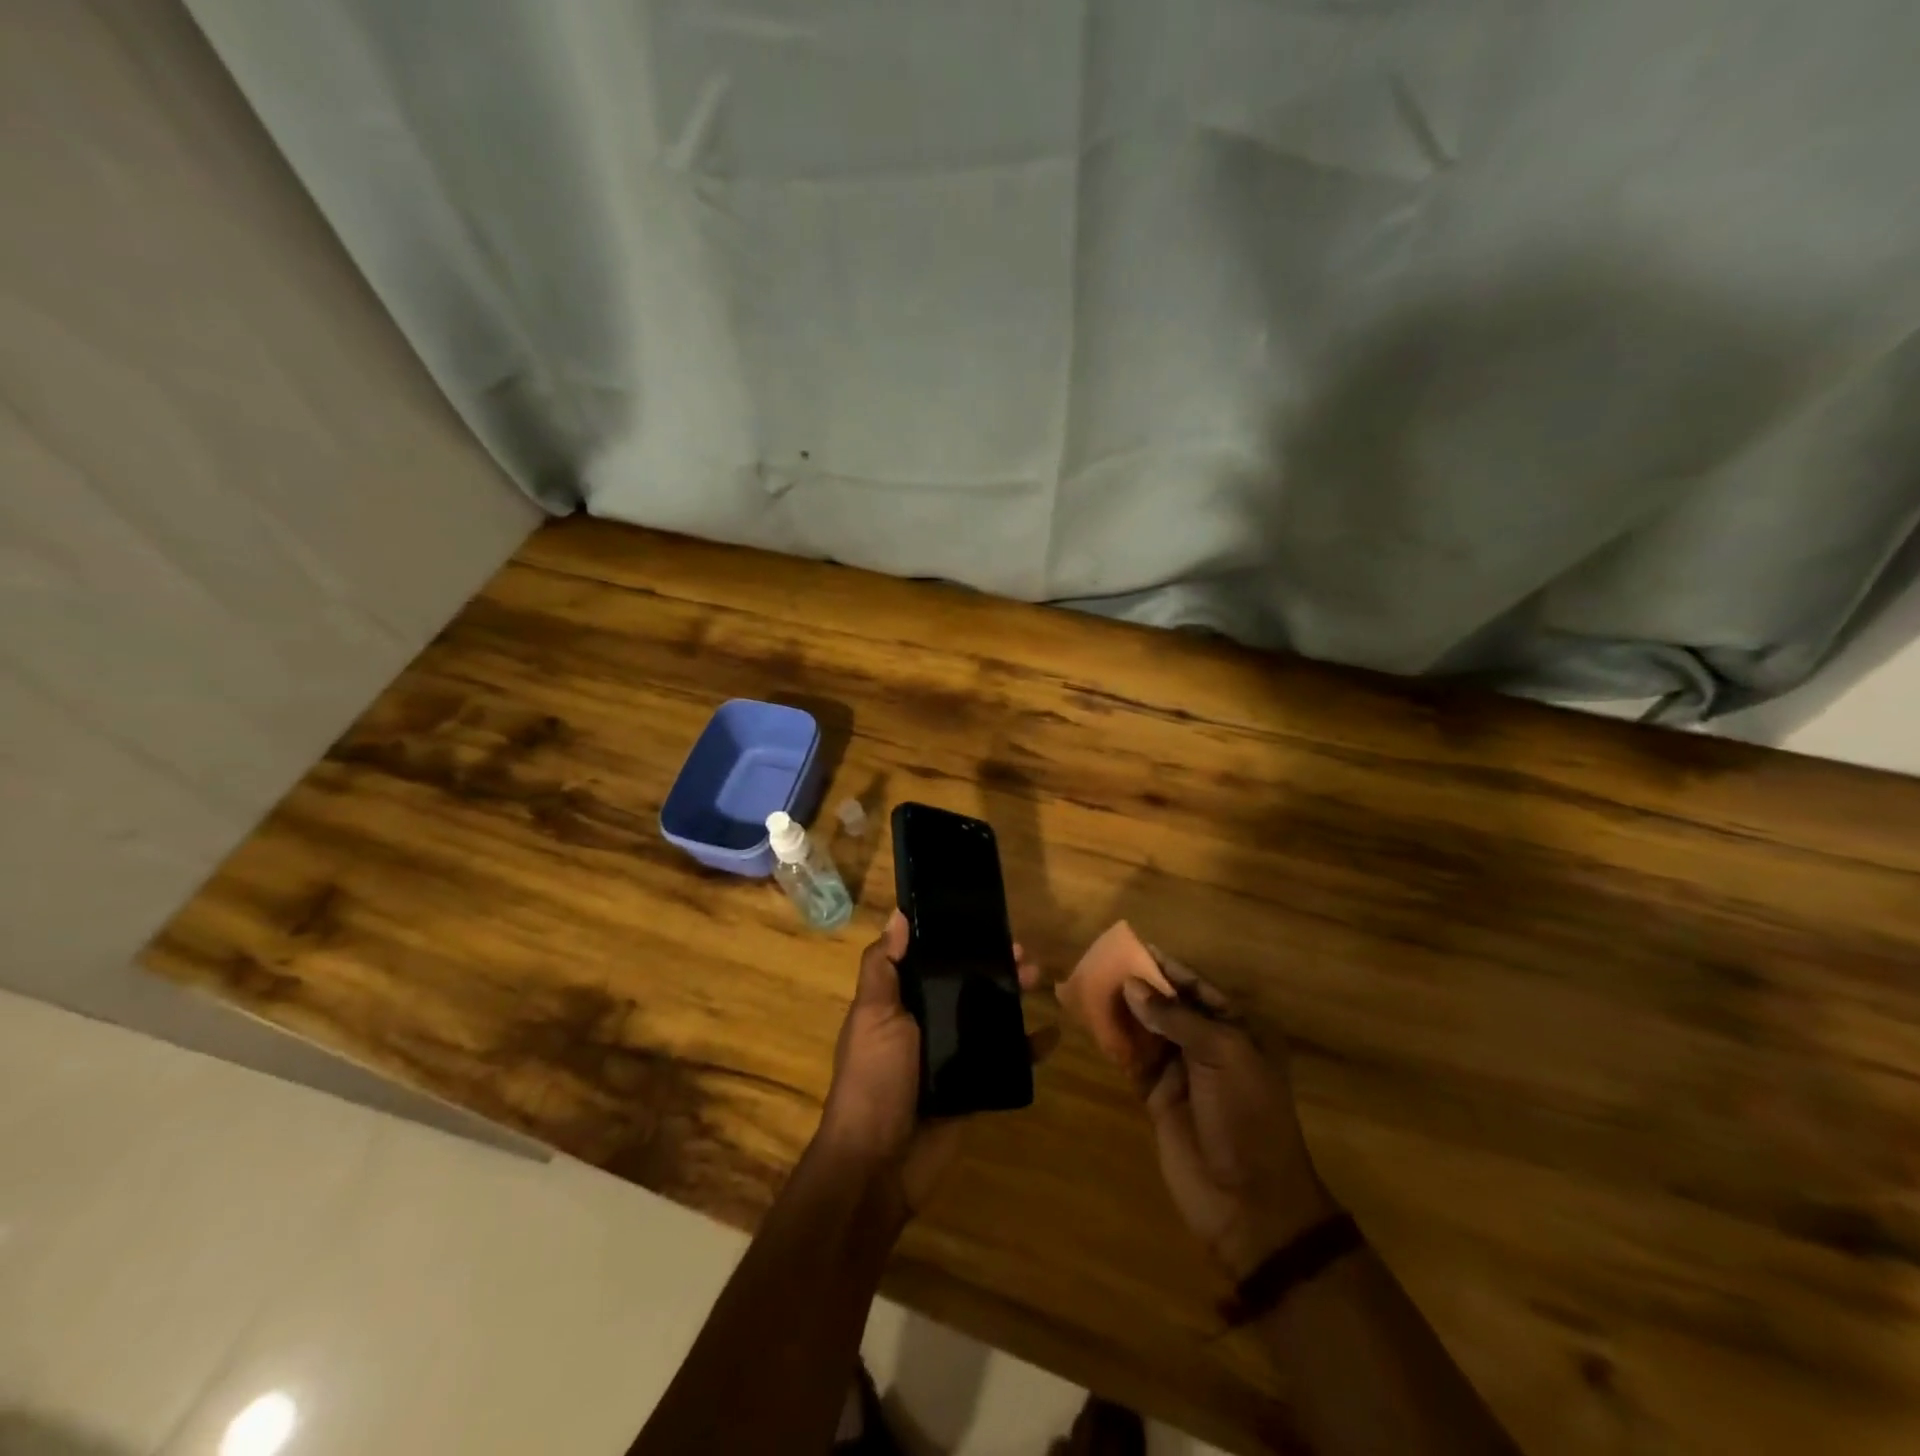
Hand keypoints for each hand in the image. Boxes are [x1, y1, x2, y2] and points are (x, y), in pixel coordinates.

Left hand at [816, 910, 1045, 1217]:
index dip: (956, 940)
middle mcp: (926, 1023)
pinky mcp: (973, 1086)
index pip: (931, 960)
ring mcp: (951, 1055)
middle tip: (1024, 953)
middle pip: (965, 985)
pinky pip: (1005, 1060)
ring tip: (1040, 979)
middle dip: (993, 966)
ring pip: (988, 1016)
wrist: (878, 1164)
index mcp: (900, 1002)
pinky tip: (1052, 1033)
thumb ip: (883, 966)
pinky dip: (1029, 1047)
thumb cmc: (874, 1079)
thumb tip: (898, 914)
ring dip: (1013, 997)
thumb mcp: (873, 1015)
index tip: (984, 920)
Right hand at [1121, 961, 1335, 1279]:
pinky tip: (1093, 1024)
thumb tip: (1132, 984)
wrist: (1248, 1202)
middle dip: (1140, 986)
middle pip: (1169, 1006)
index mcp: (1238, 1031)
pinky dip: (1115, 1043)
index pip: (1198, 988)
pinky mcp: (1158, 1097)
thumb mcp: (1222, 1055)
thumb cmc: (1246, 1116)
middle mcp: (1210, 1046)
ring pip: (1147, 1030)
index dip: (1167, 968)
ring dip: (1123, 1011)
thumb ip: (1176, 1017)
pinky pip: (1133, 1060)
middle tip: (1102, 964)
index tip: (1135, 947)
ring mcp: (1183, 1072)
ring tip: (1090, 987)